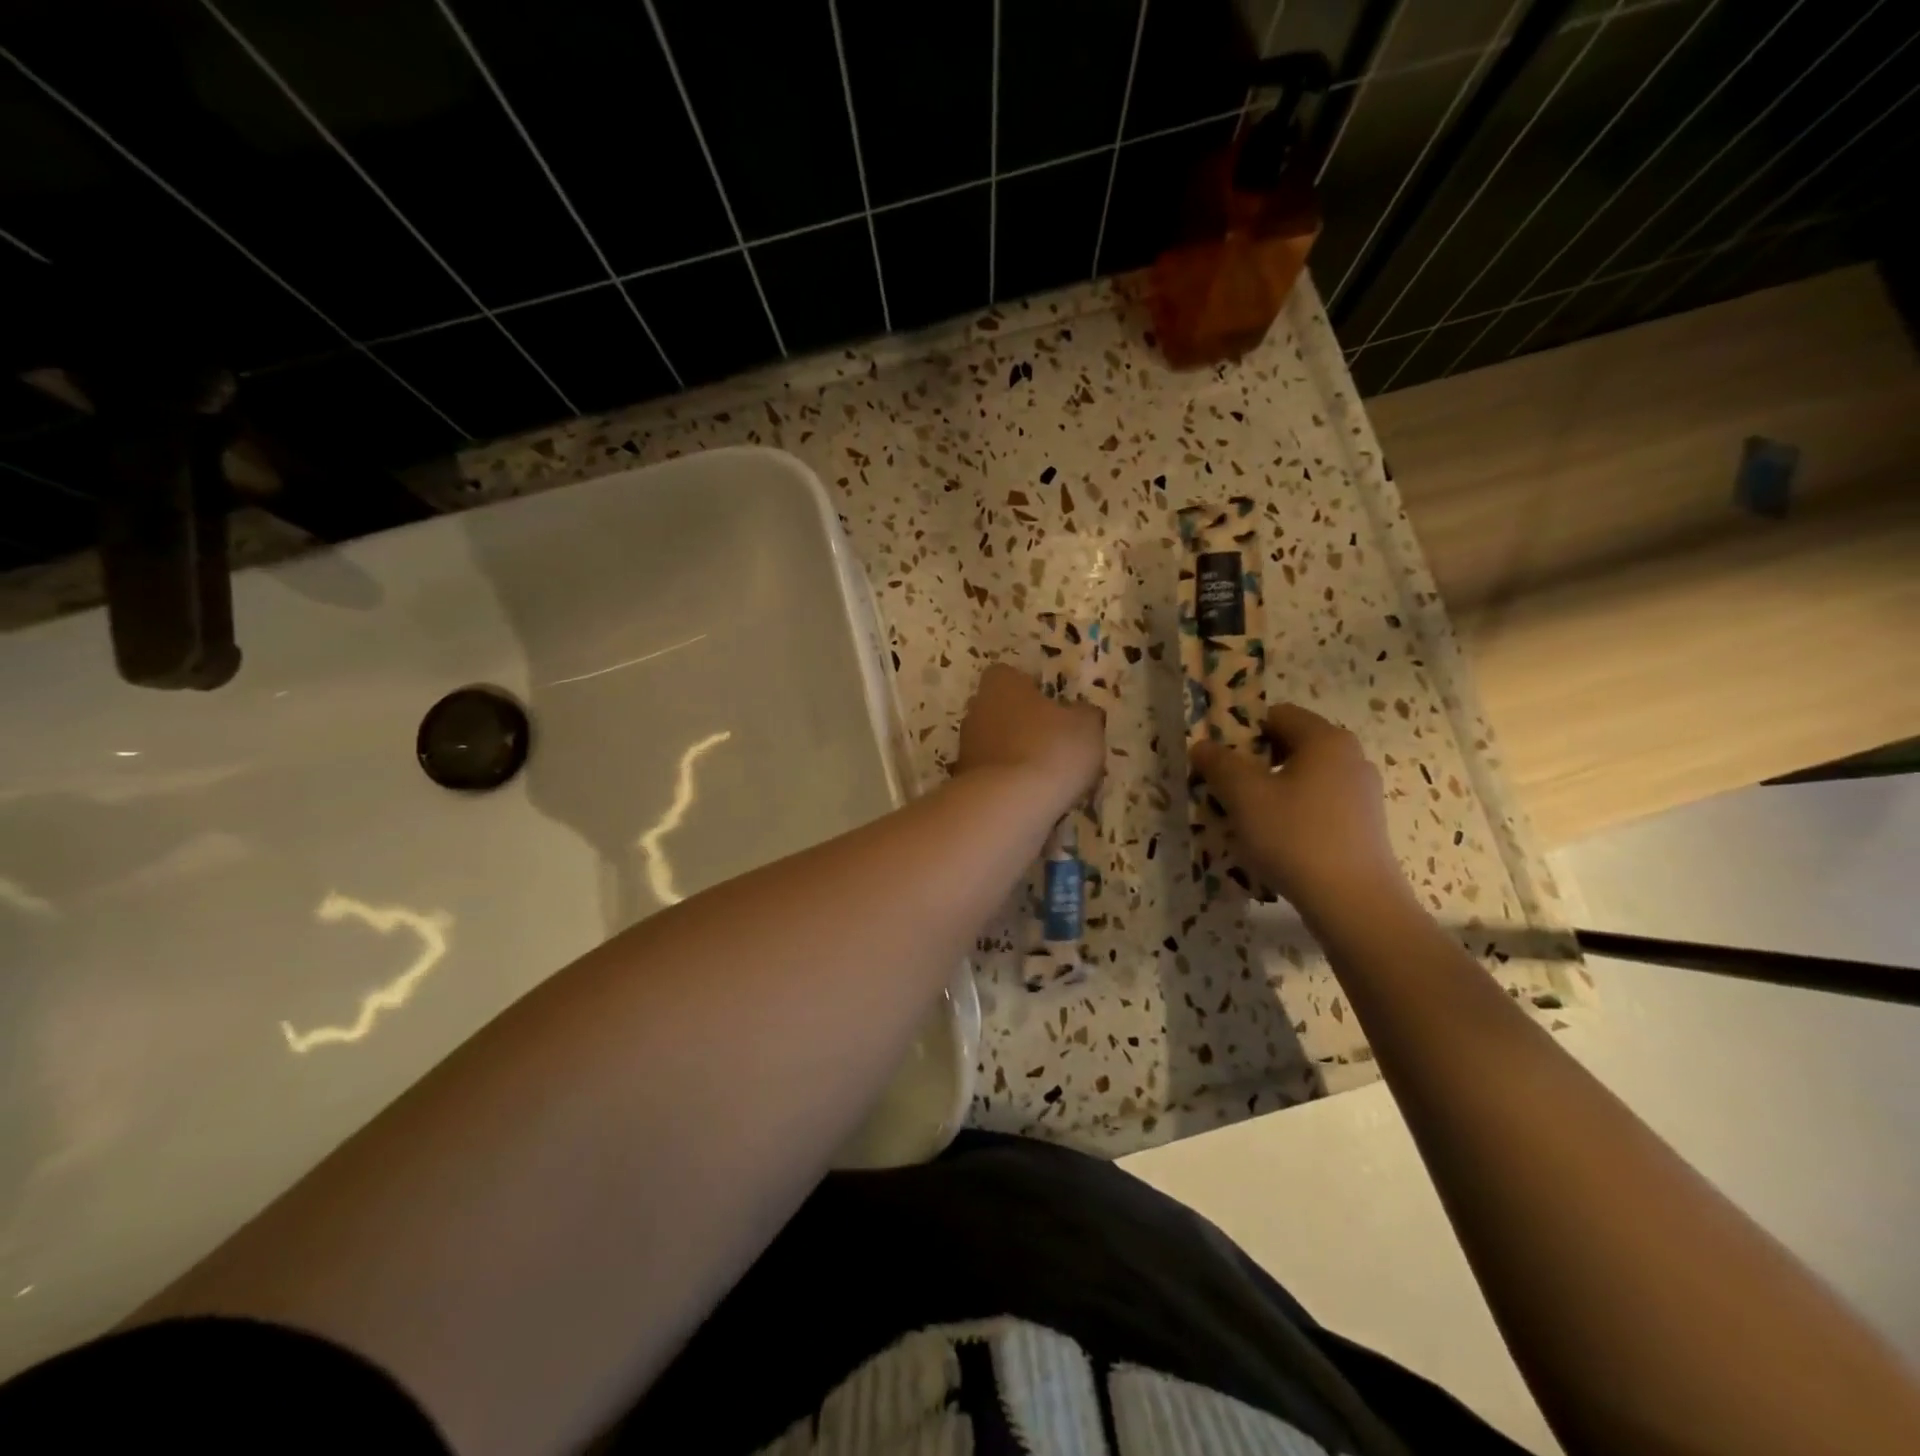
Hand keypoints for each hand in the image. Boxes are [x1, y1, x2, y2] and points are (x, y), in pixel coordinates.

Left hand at [955, 663, 1104, 814]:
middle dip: (1020, 723)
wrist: (1010, 805)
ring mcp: (966, 747)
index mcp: (1000, 684)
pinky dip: (1007, 783)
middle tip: (1051, 741)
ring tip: (1044, 776)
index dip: (1029, 688)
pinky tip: (1030, 798)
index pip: (1008, 675)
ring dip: (1013, 755)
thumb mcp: (1087, 726)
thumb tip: (1080, 714)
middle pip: (998, 710)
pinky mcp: (964, 781)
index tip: (1051, 706)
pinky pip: (992, 775)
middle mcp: (976, 710)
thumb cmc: (1051, 750)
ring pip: (993, 744)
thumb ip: (1083, 714)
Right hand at [1191, 703, 1408, 915]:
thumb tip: (1202, 746)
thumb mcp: (1244, 796)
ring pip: (1302, 778)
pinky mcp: (1363, 825)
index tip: (1217, 759)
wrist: (1354, 903)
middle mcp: (1350, 758)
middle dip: (1253, 762)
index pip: (1276, 715)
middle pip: (1290, 746)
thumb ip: (1219, 764)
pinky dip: (1292, 813)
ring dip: (1270, 790)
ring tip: (1245, 819)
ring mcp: (1361, 793)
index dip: (1241, 730)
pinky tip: (1275, 841)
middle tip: (1224, 788)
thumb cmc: (1295, 836)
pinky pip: (1317, 804)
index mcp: (1326, 740)